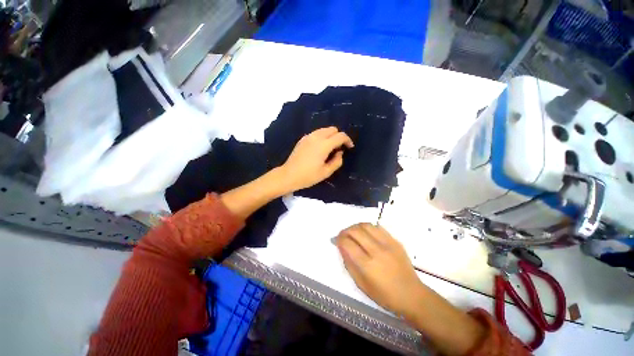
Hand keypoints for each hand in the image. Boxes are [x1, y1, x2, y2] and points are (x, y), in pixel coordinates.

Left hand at [278, 127, 353, 192]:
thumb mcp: (326, 172)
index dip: (347, 140)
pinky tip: (320, 148)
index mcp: (323, 145)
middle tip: (339, 148)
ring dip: (330, 136)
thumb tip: (340, 152)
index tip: (349, 147)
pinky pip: (316, 133)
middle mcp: (316, 137)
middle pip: (332, 129)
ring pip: (324, 129)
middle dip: (339, 136)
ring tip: (330, 148)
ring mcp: (308, 137)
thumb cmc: (308, 176)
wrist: (288, 175)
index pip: (340, 136)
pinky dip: (322, 137)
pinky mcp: (302, 139)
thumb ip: (337, 161)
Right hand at [335, 223, 424, 317]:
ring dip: (356, 226)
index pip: (348, 244)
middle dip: (345, 231)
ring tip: (353, 232)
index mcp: (368, 265)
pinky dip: (368, 227)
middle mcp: (377, 251)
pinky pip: (378, 227)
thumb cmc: (384, 295)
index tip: (335, 240)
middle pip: (356, 231)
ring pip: (366, 225)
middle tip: (342, 235)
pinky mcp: (395, 241)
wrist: (411, 295)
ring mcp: (388, 244)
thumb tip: (341, 247)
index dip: (339, 239)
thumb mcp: (361, 285)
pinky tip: (366, 233)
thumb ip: (349, 264)